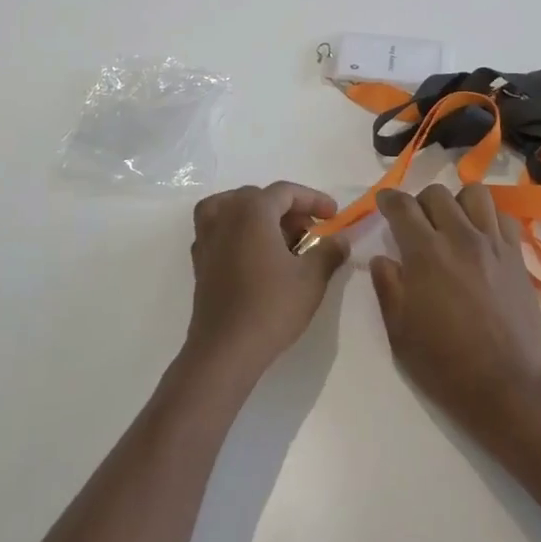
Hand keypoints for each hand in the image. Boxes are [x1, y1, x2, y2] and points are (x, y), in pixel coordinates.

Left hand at [185, 182, 347, 378]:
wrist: (225, 349)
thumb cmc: (271, 307)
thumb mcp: (311, 279)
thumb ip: (329, 252)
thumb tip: (341, 240)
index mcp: (252, 210)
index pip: (286, 192)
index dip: (313, 199)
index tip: (333, 215)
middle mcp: (225, 215)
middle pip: (259, 197)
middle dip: (288, 210)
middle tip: (311, 232)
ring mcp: (207, 237)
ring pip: (233, 209)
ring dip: (258, 216)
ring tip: (279, 238)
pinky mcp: (199, 260)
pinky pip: (219, 230)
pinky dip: (237, 231)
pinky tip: (253, 255)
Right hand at [370, 184, 540, 437]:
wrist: (510, 388)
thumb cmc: (446, 365)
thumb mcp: (400, 332)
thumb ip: (387, 287)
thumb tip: (382, 259)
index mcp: (426, 253)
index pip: (403, 206)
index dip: (388, 199)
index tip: (383, 202)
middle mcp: (460, 237)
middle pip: (437, 193)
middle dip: (420, 202)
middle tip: (416, 224)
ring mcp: (493, 244)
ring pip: (474, 194)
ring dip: (457, 203)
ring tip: (453, 224)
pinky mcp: (517, 257)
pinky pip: (504, 217)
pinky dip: (489, 218)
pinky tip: (482, 238)